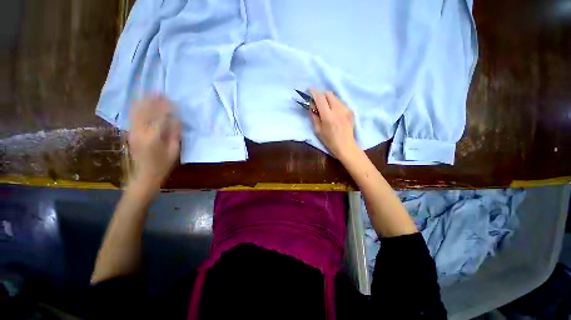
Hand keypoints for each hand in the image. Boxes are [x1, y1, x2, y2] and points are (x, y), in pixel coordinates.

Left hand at [128, 96, 180, 189]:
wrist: (145, 175)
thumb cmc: (163, 165)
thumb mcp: (174, 150)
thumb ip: (175, 134)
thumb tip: (176, 119)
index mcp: (153, 137)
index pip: (159, 117)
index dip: (166, 108)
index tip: (173, 102)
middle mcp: (140, 132)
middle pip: (145, 111)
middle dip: (153, 101)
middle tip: (160, 92)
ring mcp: (133, 132)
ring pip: (136, 112)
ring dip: (143, 101)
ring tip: (150, 93)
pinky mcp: (130, 133)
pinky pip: (132, 117)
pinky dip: (136, 108)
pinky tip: (140, 102)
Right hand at [309, 89, 358, 160]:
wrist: (346, 146)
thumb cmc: (329, 140)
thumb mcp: (317, 130)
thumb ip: (314, 116)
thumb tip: (311, 105)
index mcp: (328, 116)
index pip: (320, 98)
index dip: (313, 92)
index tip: (309, 90)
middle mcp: (338, 110)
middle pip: (328, 93)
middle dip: (321, 94)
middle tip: (317, 101)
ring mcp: (346, 109)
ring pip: (335, 97)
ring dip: (328, 99)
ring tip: (325, 108)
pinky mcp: (350, 110)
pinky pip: (340, 102)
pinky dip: (334, 103)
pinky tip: (333, 112)